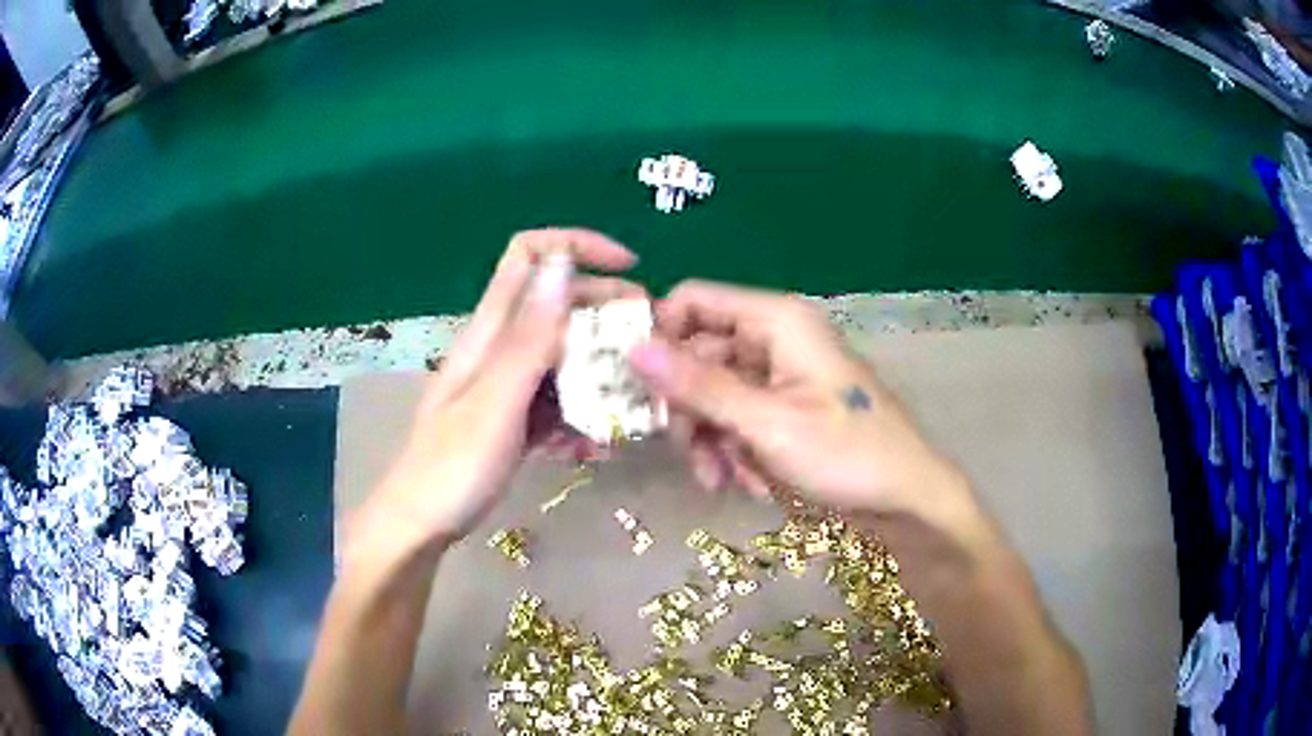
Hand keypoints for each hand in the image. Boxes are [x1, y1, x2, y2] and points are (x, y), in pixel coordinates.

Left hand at [351, 229, 640, 554]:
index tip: (629, 269)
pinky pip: (557, 400)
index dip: (578, 246)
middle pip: (557, 303)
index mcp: (490, 330)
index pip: (531, 255)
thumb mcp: (496, 400)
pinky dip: (581, 413)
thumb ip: (529, 337)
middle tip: (649, 336)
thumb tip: (561, 265)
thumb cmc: (452, 466)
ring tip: (635, 398)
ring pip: (563, 355)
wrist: (421, 525)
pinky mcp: (514, 418)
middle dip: (605, 309)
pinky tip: (596, 445)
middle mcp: (500, 347)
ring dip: (600, 369)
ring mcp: (507, 385)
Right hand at [629, 280, 969, 522]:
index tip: (635, 384)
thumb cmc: (845, 454)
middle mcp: (774, 338)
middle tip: (684, 451)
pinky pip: (738, 417)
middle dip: (687, 406)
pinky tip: (748, 483)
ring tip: (720, 480)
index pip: (693, 301)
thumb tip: (632, 348)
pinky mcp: (784, 408)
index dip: (660, 334)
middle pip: (699, 353)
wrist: (905, 500)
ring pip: (714, 392)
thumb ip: (698, 385)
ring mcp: (780, 375)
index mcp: (776, 320)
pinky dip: (734, 449)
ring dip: (709, 437)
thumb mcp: (765, 423)